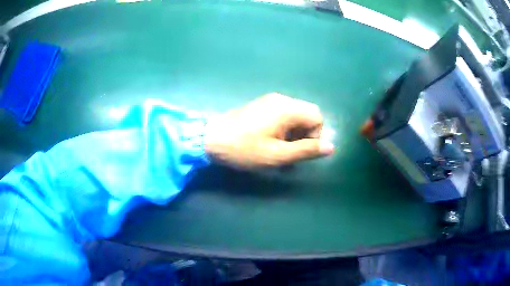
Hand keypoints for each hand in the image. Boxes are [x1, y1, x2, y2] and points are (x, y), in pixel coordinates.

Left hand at [204, 93, 334, 169]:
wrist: (211, 139)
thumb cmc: (244, 149)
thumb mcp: (278, 155)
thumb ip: (306, 150)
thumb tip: (331, 147)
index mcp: (287, 109)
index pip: (317, 117)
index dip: (316, 135)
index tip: (300, 151)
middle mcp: (281, 99)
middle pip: (307, 114)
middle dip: (305, 134)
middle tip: (290, 151)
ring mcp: (270, 101)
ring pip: (295, 115)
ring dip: (294, 133)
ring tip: (279, 149)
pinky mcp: (261, 105)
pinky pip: (283, 114)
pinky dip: (284, 128)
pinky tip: (270, 140)